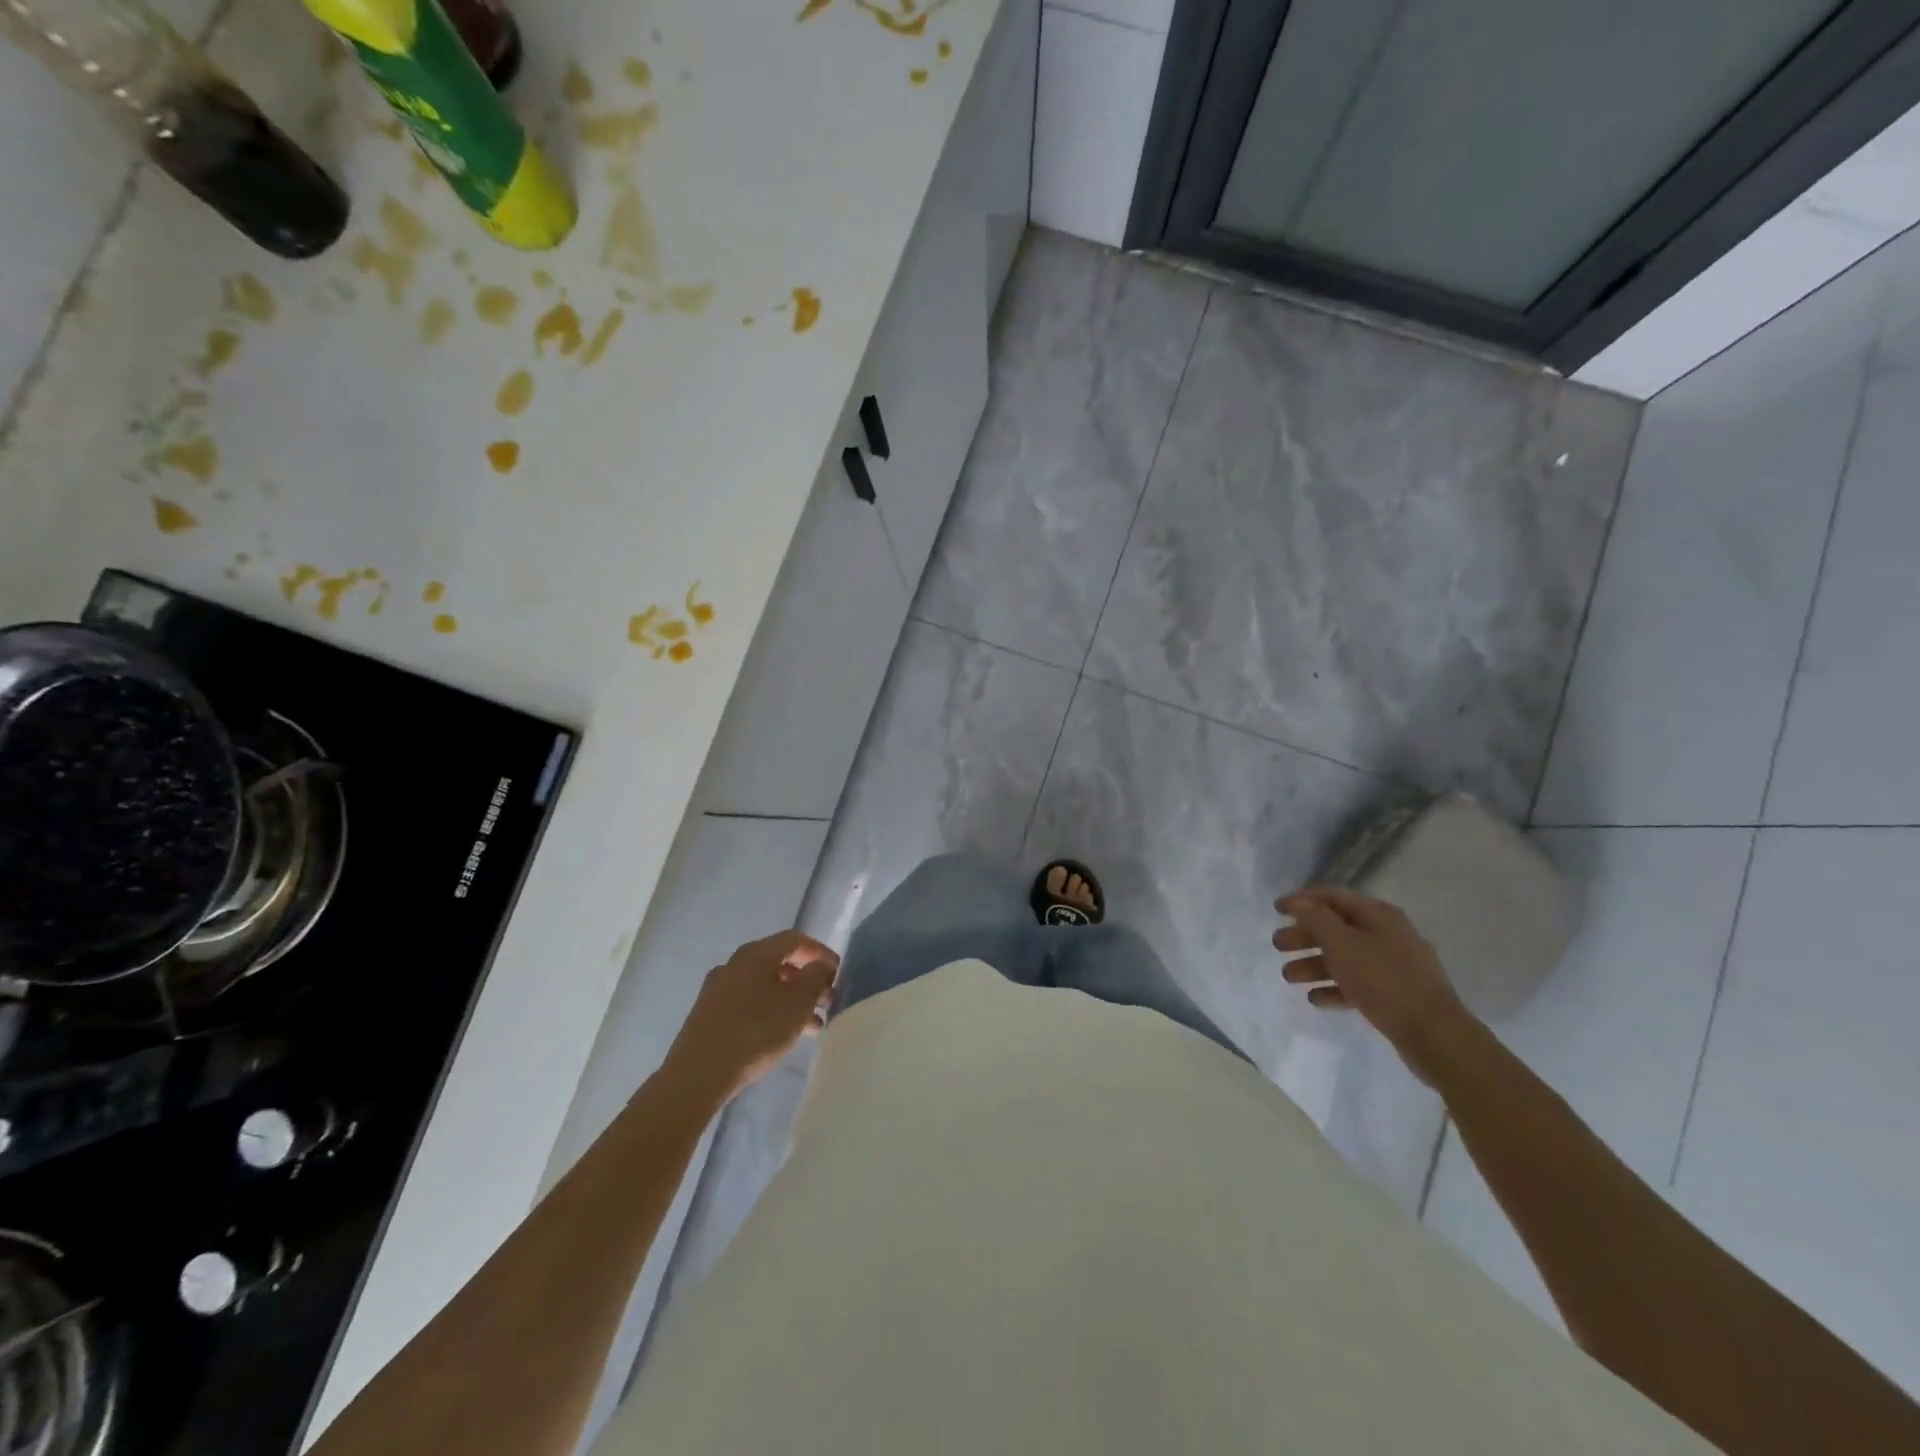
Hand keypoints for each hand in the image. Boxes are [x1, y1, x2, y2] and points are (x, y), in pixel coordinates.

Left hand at [664, 931, 839, 1105]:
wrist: (697, 1076)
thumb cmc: (755, 1032)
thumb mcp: (796, 1004)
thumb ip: (815, 978)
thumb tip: (821, 964)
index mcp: (755, 954)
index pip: (795, 940)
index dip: (821, 952)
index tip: (838, 973)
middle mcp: (734, 964)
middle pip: (779, 962)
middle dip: (807, 980)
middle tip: (828, 1001)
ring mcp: (718, 990)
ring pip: (765, 986)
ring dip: (792, 1000)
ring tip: (813, 1025)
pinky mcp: (710, 1014)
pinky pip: (750, 1003)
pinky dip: (772, 1011)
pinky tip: (783, 1035)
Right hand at [1273, 885, 1477, 1083]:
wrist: (1435, 1036)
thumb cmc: (1384, 981)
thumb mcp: (1343, 944)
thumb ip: (1316, 919)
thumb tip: (1300, 902)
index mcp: (1379, 916)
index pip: (1333, 897)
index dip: (1302, 900)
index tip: (1276, 909)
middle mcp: (1388, 935)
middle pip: (1337, 928)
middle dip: (1305, 936)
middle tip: (1278, 945)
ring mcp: (1394, 966)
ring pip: (1345, 958)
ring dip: (1314, 964)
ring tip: (1288, 977)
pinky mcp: (1396, 995)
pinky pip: (1358, 984)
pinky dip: (1335, 987)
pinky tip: (1315, 998)